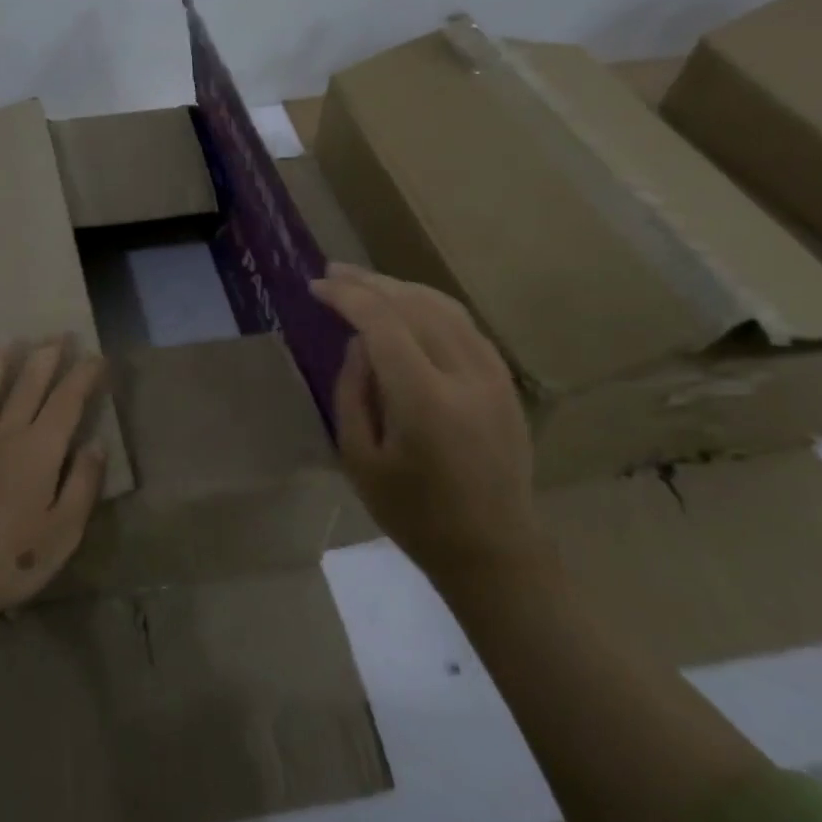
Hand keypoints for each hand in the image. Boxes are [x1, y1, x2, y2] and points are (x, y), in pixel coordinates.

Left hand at [0, 338, 108, 616]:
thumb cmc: (15, 559)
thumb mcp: (65, 530)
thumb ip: (83, 483)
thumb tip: (95, 444)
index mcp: (39, 450)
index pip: (67, 401)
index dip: (83, 375)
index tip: (96, 355)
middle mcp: (4, 436)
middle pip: (27, 386)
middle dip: (44, 357)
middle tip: (56, 334)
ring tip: (2, 344)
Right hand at [310, 263, 539, 583]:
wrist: (493, 550)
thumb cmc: (414, 514)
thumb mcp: (359, 459)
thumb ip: (353, 392)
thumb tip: (358, 344)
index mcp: (425, 401)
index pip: (383, 324)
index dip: (347, 297)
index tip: (316, 287)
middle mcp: (465, 376)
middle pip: (414, 305)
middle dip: (369, 283)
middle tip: (332, 271)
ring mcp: (493, 375)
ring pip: (443, 307)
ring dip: (399, 287)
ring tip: (363, 280)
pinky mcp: (504, 381)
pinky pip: (464, 324)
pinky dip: (429, 304)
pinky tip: (406, 304)